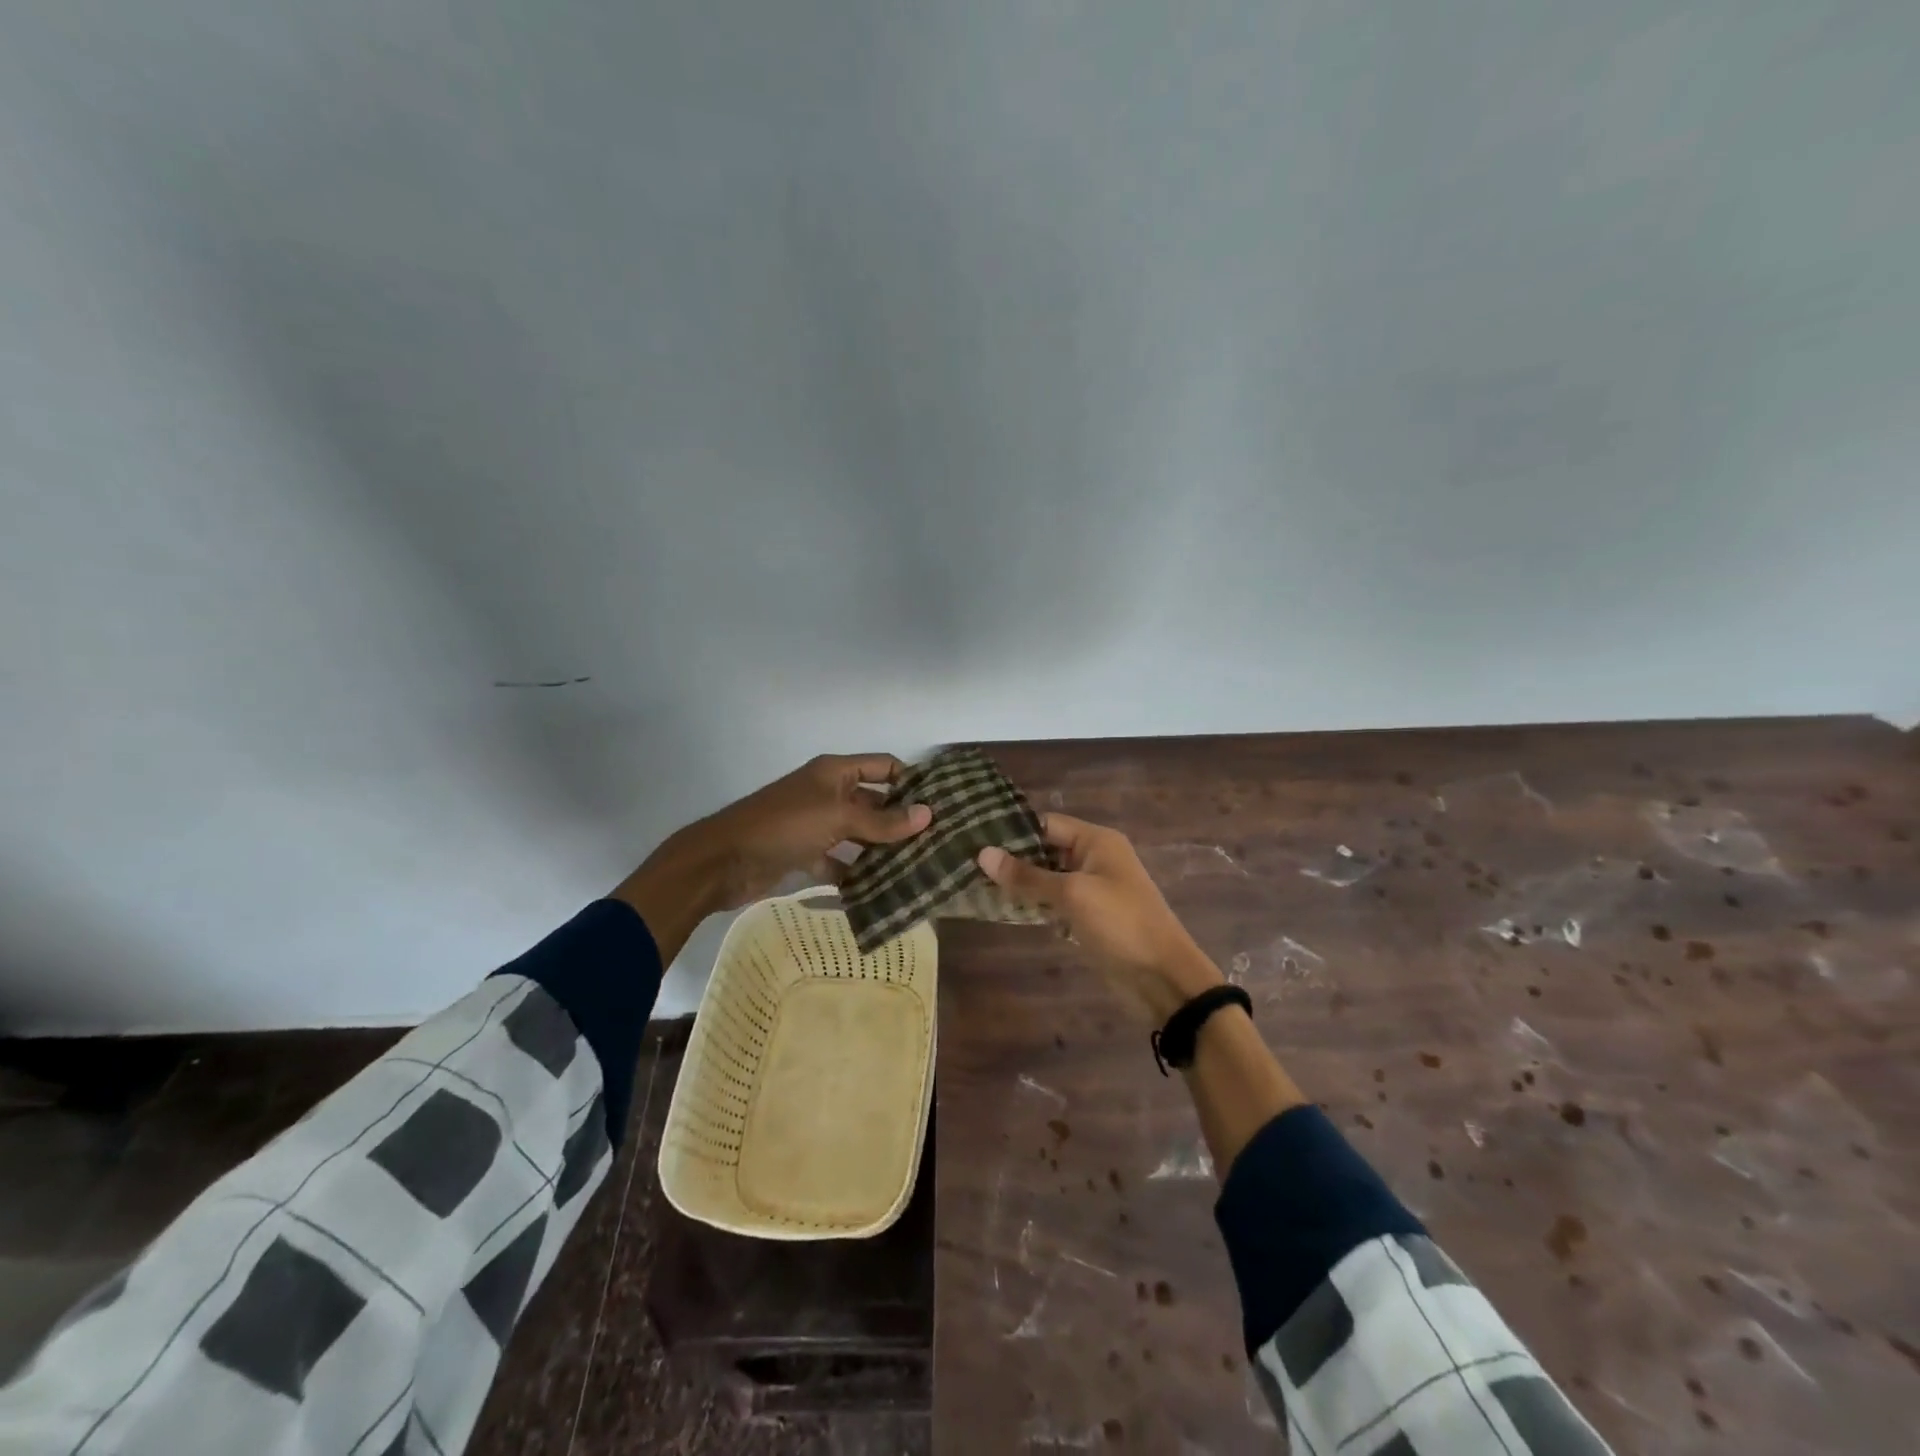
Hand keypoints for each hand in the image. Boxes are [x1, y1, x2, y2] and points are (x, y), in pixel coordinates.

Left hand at [684, 752, 932, 910]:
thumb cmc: (783, 826)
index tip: (942, 804)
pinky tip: (881, 891)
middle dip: (901, 820)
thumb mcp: (837, 817)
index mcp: (835, 772)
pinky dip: (855, 874)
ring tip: (919, 868)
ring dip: (882, 849)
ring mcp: (816, 825)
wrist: (722, 861)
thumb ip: (882, 820)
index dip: (911, 781)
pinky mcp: (805, 854)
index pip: (884, 766)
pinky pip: (839, 862)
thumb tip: (928, 815)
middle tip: (938, 843)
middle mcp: (828, 793)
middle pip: (874, 801)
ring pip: (859, 834)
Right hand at [977, 814, 1223, 1024]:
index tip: (975, 840)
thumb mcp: (1072, 895)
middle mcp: (1094, 858)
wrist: (1163, 978)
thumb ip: (1027, 876)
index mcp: (1097, 841)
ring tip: (977, 887)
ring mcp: (1093, 889)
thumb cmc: (1120, 924)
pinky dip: (1035, 906)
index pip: (1047, 824)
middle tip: (968, 866)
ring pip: (1048, 879)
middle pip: (1046, 851)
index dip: (1013, 832)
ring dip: (1021, 885)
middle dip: (1013, 860)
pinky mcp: (1089, 917)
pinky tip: (1004, 911)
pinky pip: (1056, 903)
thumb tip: (983, 853)